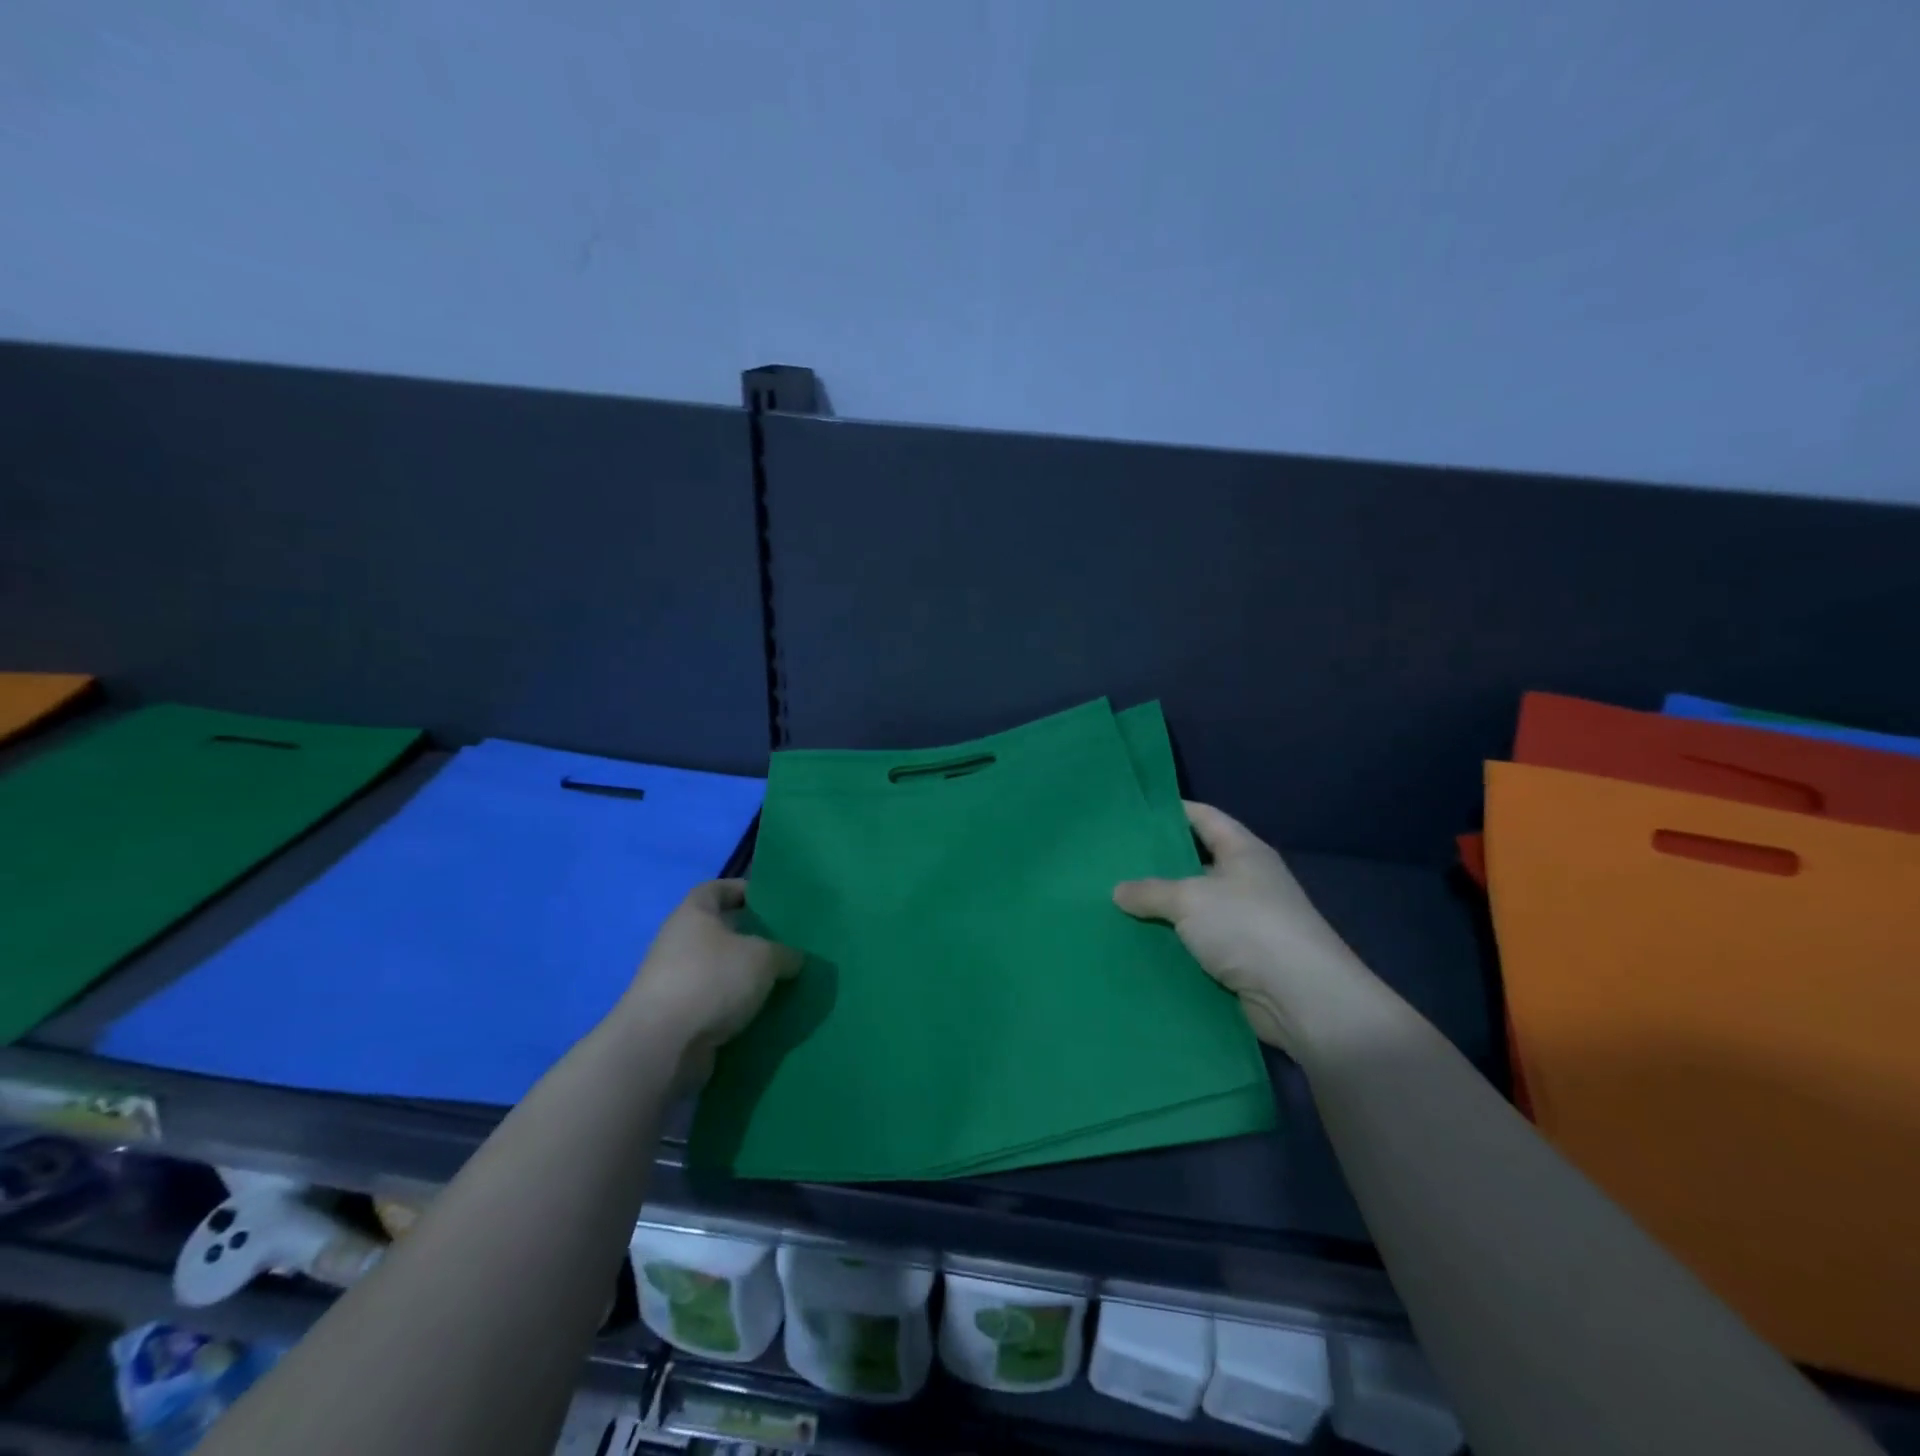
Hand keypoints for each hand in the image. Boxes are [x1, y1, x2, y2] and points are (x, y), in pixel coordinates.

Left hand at [621, 880, 801, 1090]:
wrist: (662, 1046)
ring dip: (745, 975)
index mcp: (693, 914)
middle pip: (719, 931)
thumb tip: (793, 959)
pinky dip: (736, 1006)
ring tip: (781, 980)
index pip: (717, 889)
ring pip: (719, 970)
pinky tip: (763, 1012)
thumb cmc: (711, 980)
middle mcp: (679, 942)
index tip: (770, 900)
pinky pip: (715, 1003)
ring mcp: (675, 981)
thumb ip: (784, 953)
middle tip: (785, 943)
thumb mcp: (763, 957)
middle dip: (751, 937)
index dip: (742, 890)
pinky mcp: (678, 1017)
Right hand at [1113, 802, 1384, 1057]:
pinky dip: (1174, 942)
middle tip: (1113, 861)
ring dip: (1163, 909)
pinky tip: (1140, 942)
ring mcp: (1247, 921)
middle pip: (1196, 862)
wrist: (1302, 999)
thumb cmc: (1248, 927)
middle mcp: (1248, 881)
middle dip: (1158, 863)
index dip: (1171, 811)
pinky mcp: (1243, 959)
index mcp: (1244, 851)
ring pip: (1195, 907)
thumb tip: (1118, 891)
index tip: (1134, 813)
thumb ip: (1150, 891)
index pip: (1204, 817)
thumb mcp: (1190, 899)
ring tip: (1116, 903)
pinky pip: (1199, 942)